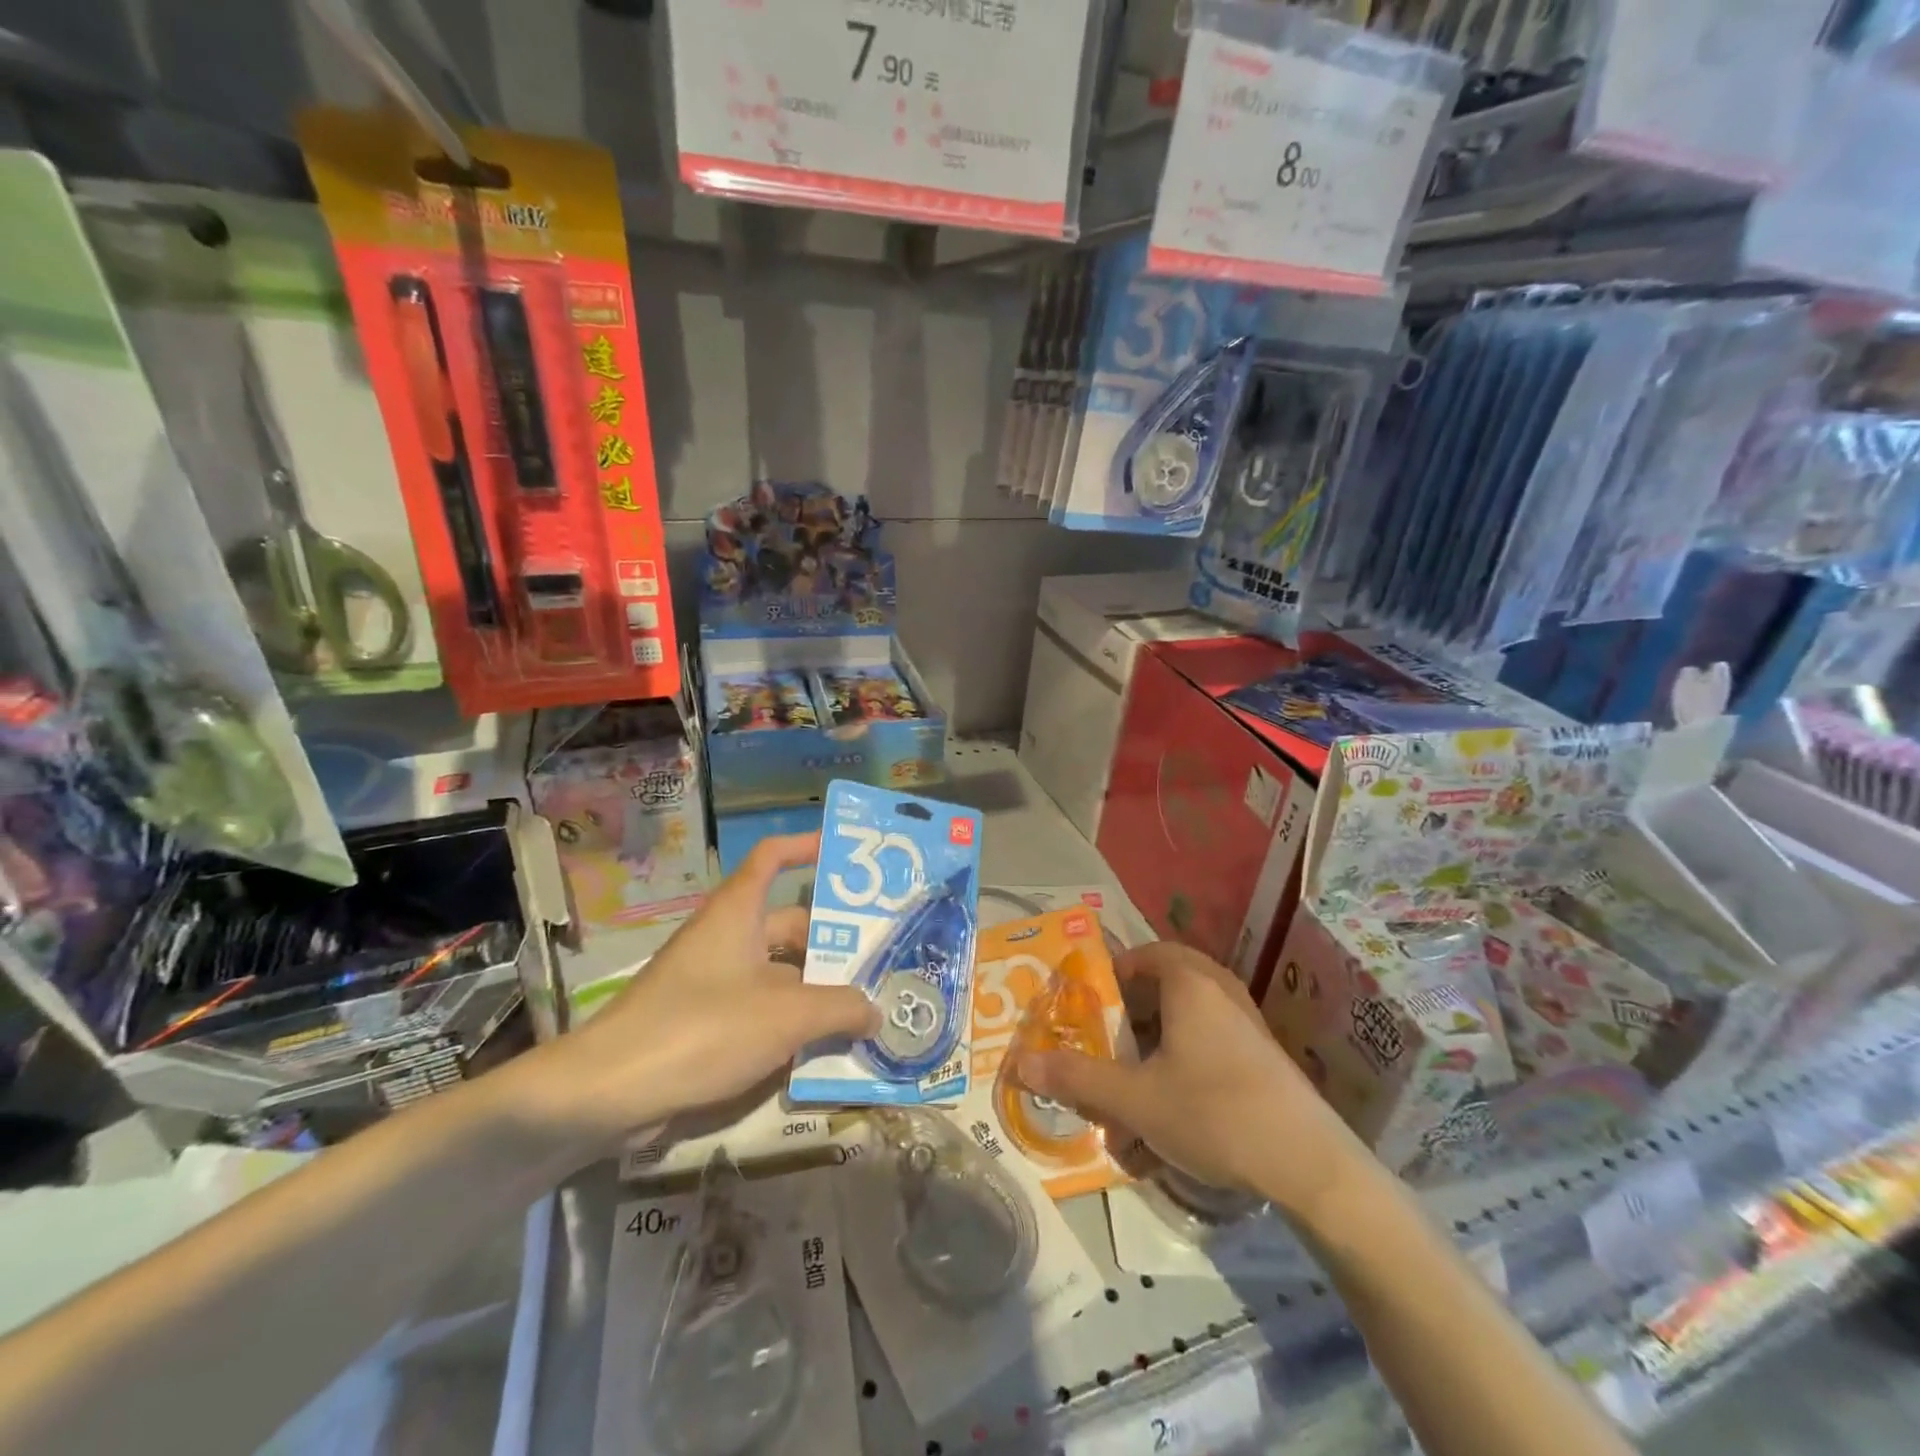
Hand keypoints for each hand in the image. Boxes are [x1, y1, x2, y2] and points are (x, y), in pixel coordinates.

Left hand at [527, 834, 877, 1148]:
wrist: (607, 1092)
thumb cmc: (701, 1028)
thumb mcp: (785, 1016)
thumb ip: (839, 1008)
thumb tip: (876, 1010)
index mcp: (737, 913)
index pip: (773, 857)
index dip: (806, 846)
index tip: (844, 854)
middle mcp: (725, 938)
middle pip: (787, 925)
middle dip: (831, 941)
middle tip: (880, 959)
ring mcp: (712, 981)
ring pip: (777, 973)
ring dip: (815, 988)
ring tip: (865, 1007)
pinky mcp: (702, 1022)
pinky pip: (759, 1008)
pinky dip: (790, 1020)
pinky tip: (822, 1046)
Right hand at [1016, 941, 1368, 1216]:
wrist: (1311, 1166)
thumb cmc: (1214, 1114)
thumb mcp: (1135, 1100)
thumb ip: (1077, 1079)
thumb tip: (1020, 1064)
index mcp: (1189, 983)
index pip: (1142, 955)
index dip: (1110, 976)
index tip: (1087, 1007)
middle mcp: (1220, 989)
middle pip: (1165, 981)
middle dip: (1132, 1009)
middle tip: (1108, 1039)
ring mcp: (1247, 1021)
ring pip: (1190, 1012)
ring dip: (1158, 1037)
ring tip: (1135, 1077)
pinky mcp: (1263, 1054)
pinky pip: (1212, 1037)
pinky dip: (1185, 1056)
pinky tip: (1173, 1103)